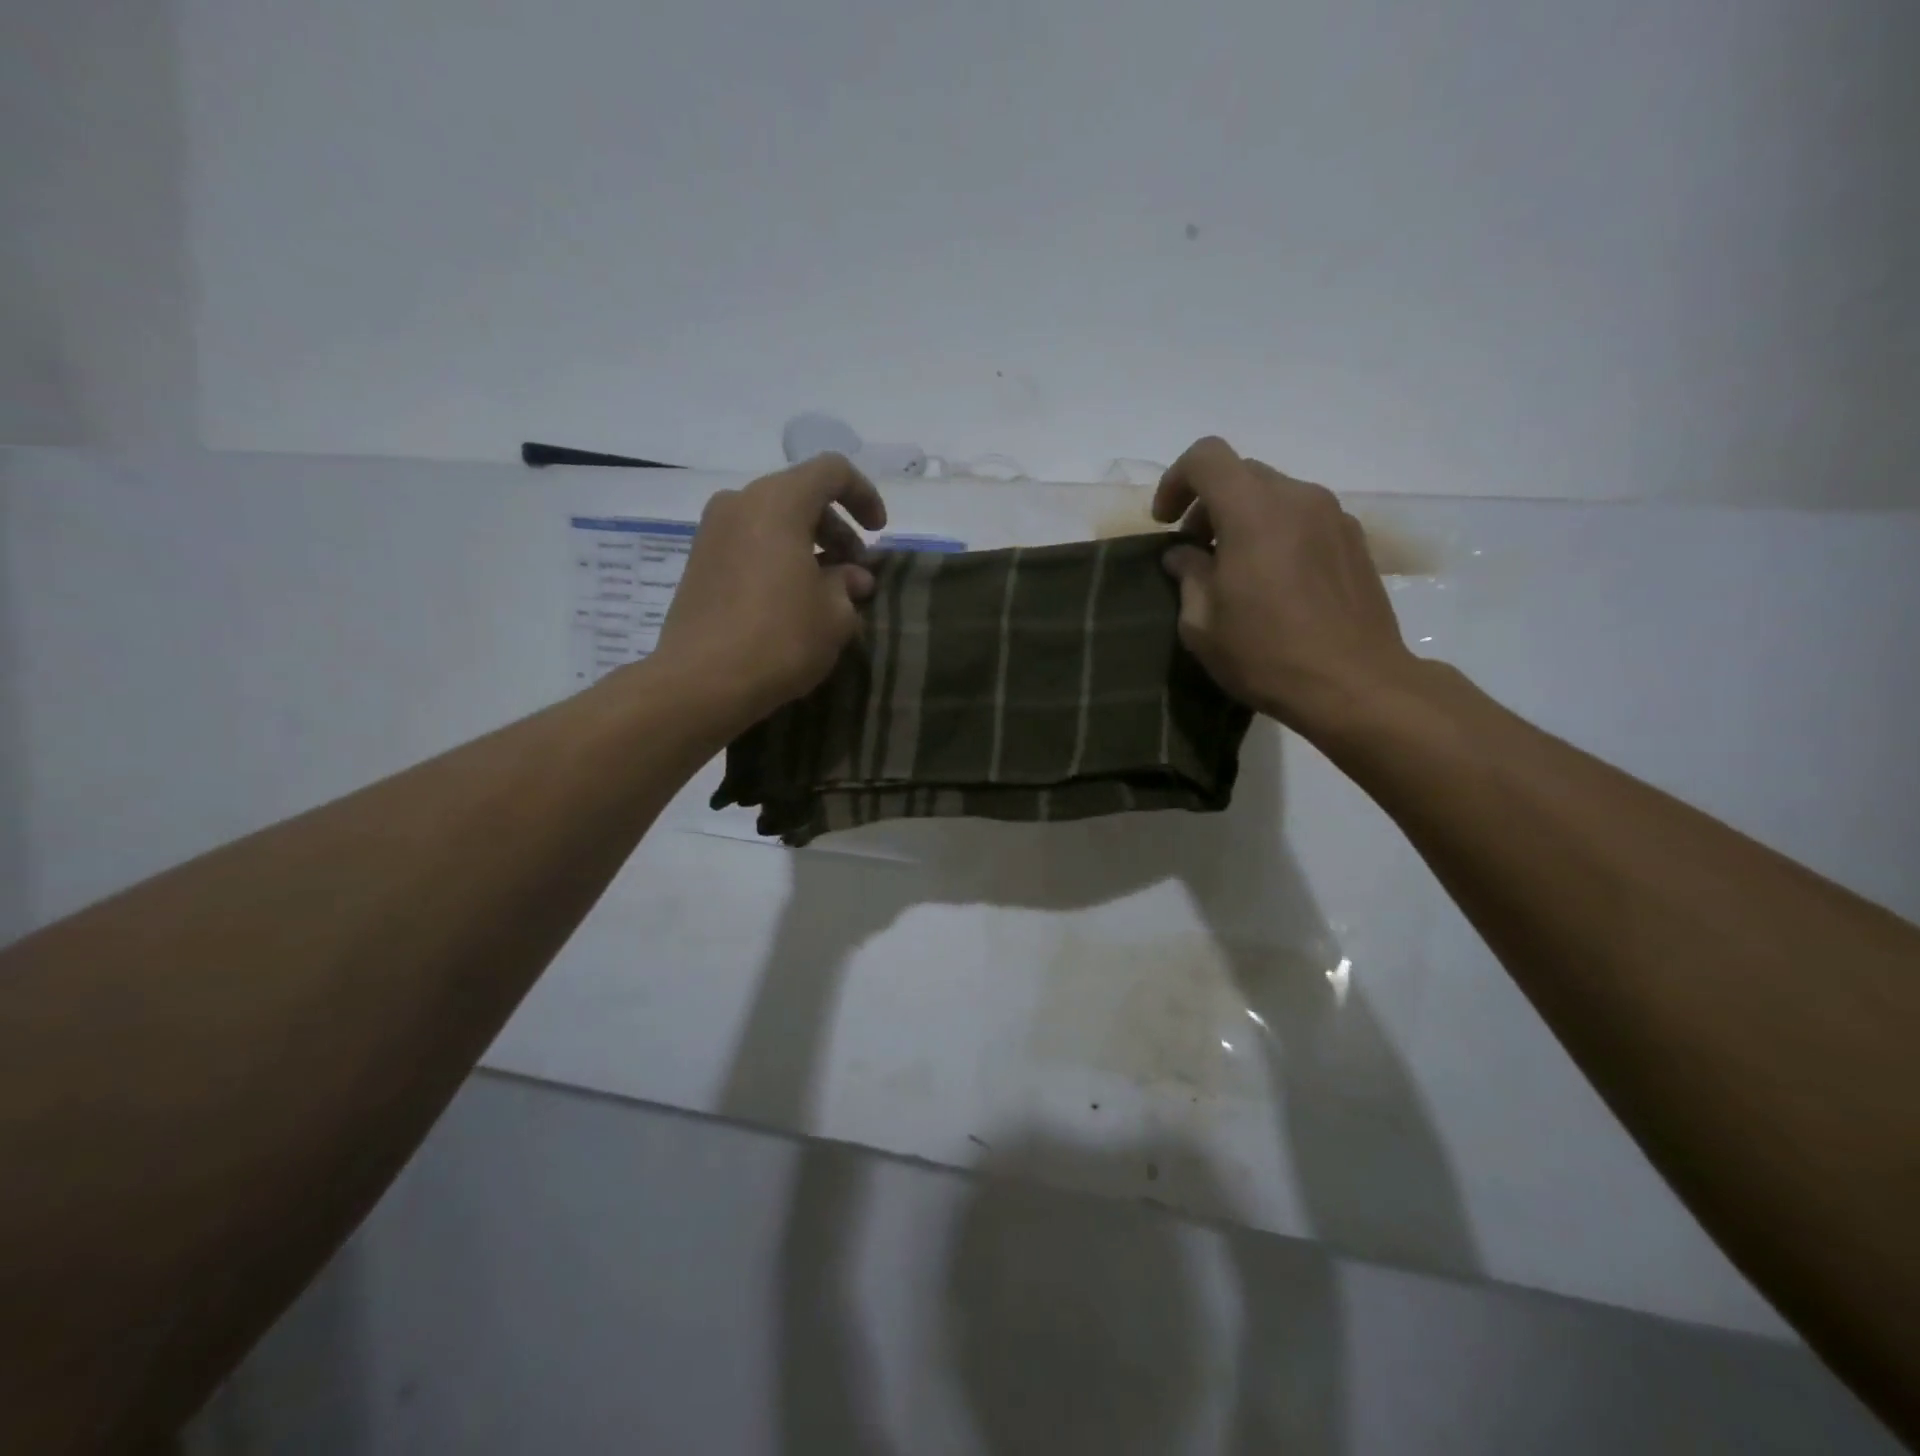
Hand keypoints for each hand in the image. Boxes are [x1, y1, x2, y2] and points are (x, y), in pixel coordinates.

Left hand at [654, 453, 887, 726]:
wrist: (702, 681)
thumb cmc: (780, 639)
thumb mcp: (834, 615)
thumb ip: (848, 585)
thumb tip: (852, 578)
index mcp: (777, 502)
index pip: (831, 471)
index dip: (864, 495)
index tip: (878, 532)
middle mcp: (740, 504)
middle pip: (800, 496)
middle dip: (836, 529)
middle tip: (855, 572)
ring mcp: (712, 532)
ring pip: (773, 521)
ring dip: (808, 546)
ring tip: (828, 592)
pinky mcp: (699, 563)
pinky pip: (750, 544)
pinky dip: (779, 559)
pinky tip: (793, 601)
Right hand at [1152, 436, 1417, 738]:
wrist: (1354, 685)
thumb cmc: (1266, 655)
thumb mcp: (1202, 625)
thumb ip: (1188, 576)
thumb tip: (1184, 555)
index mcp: (1253, 512)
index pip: (1207, 457)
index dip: (1176, 481)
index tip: (1166, 522)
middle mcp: (1297, 499)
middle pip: (1242, 473)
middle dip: (1209, 503)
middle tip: (1196, 550)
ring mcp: (1333, 516)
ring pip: (1275, 495)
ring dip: (1244, 518)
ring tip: (1235, 568)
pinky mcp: (1354, 540)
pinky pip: (1304, 517)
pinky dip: (1277, 532)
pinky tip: (1274, 581)